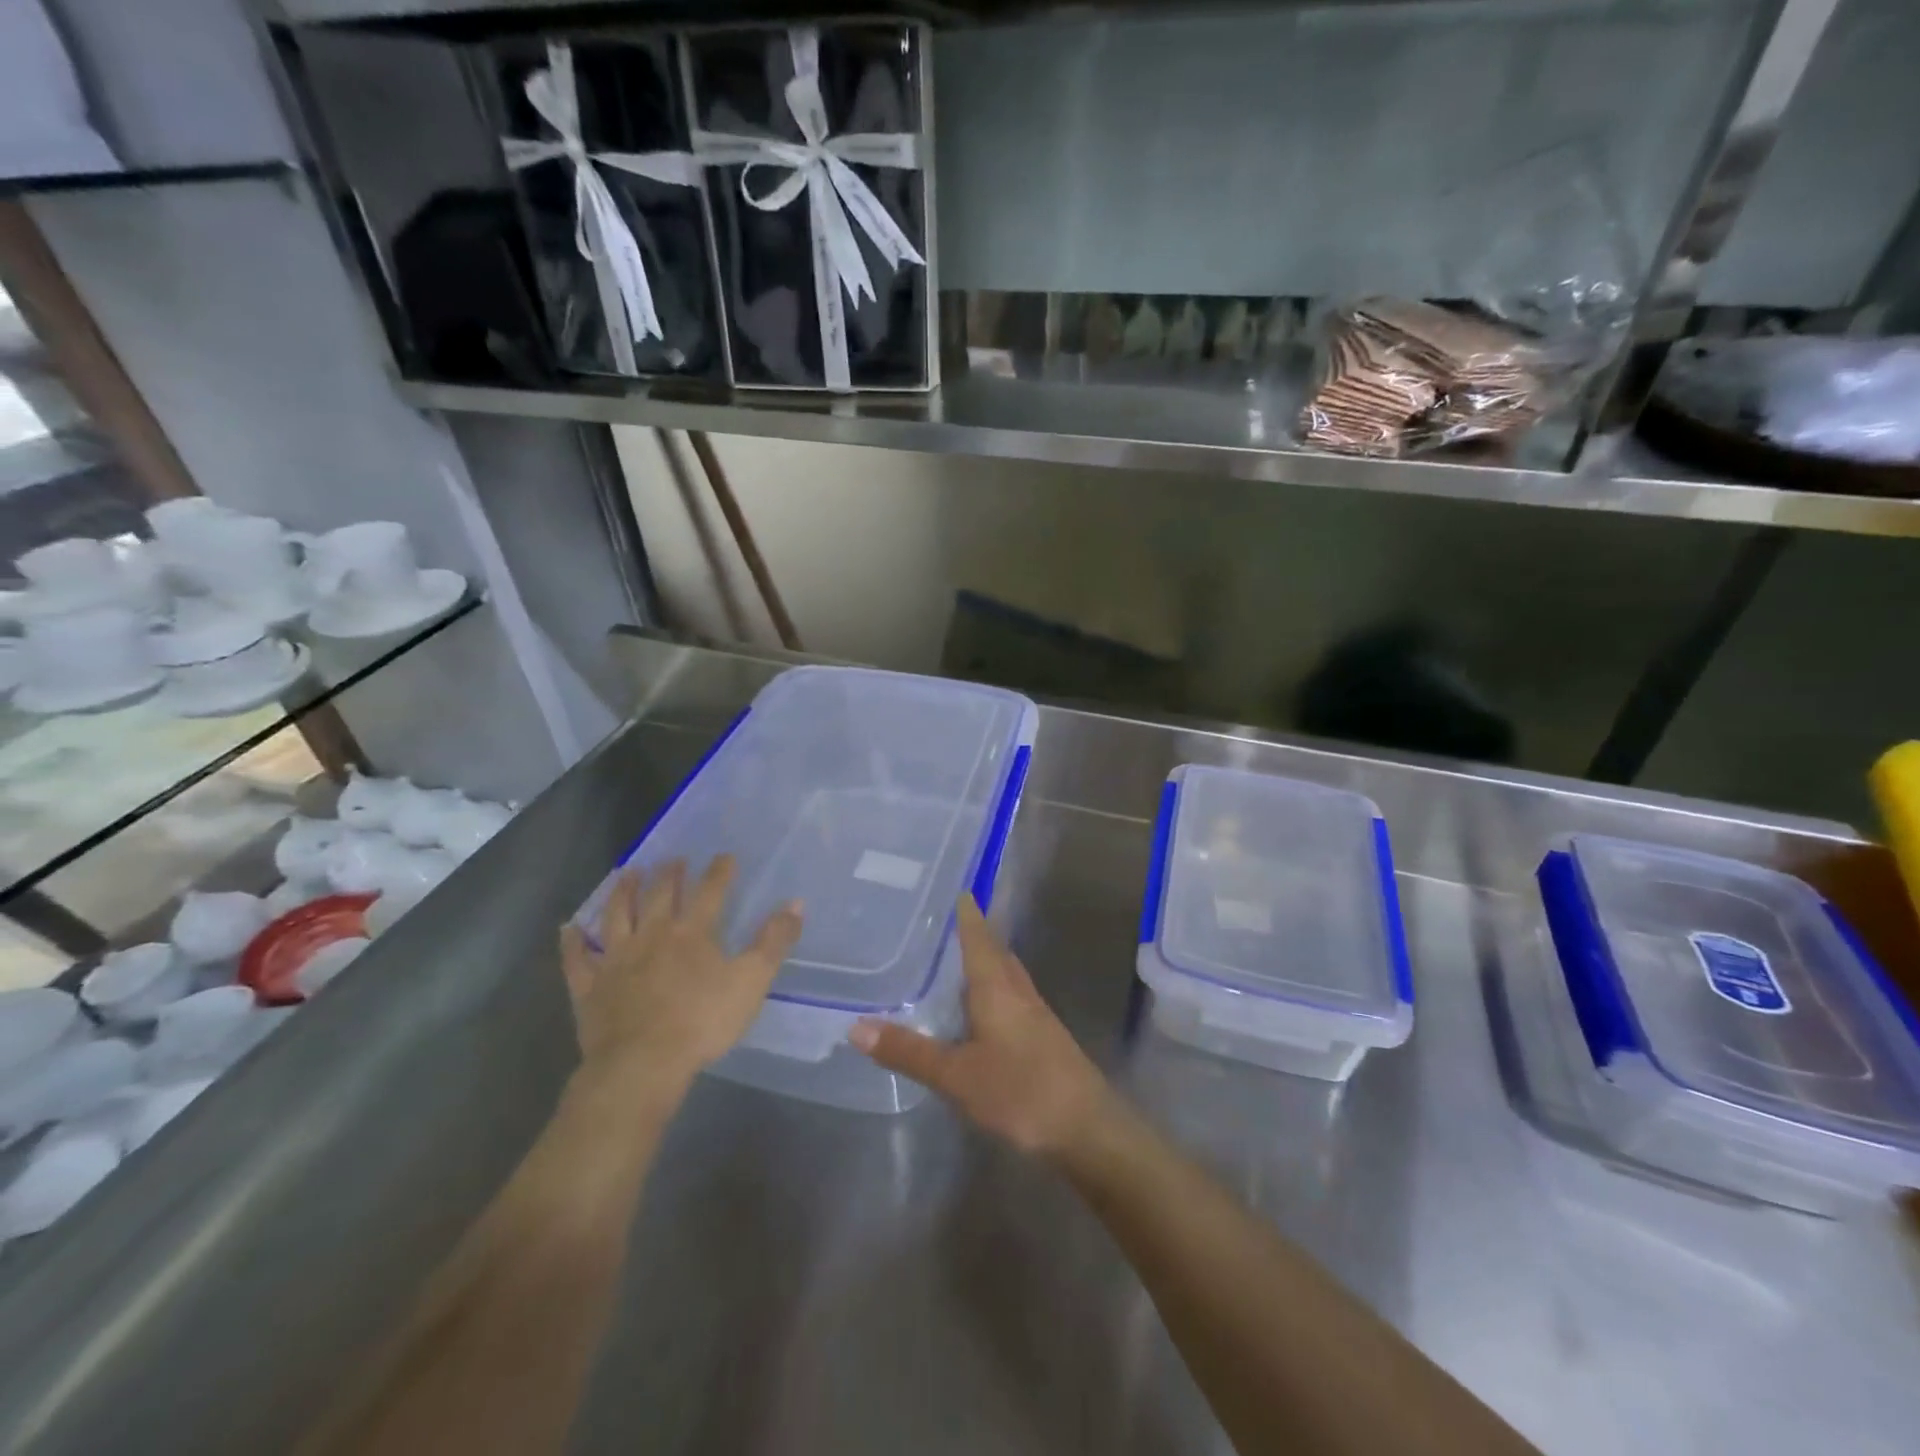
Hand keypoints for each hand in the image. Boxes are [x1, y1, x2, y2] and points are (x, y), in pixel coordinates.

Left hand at [558, 856, 803, 1091]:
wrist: (643, 1064)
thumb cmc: (702, 1021)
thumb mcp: (752, 981)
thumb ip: (774, 941)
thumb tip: (795, 903)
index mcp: (692, 933)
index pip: (709, 892)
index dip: (719, 872)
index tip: (724, 856)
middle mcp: (652, 936)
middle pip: (660, 896)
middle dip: (669, 874)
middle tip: (673, 859)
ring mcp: (616, 959)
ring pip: (617, 915)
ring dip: (622, 892)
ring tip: (627, 873)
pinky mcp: (590, 986)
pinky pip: (576, 958)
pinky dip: (572, 941)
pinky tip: (569, 927)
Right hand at [848, 896, 1113, 1158]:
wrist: (1088, 1128)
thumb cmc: (1020, 1091)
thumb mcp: (956, 1075)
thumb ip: (908, 1051)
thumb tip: (855, 1027)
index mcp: (996, 985)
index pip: (978, 933)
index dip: (965, 910)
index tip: (951, 886)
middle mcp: (1017, 988)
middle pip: (993, 948)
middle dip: (971, 931)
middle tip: (939, 919)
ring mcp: (1034, 1011)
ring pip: (1004, 972)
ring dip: (982, 958)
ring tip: (952, 956)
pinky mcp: (1042, 1034)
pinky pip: (1010, 994)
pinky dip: (990, 986)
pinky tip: (978, 1005)